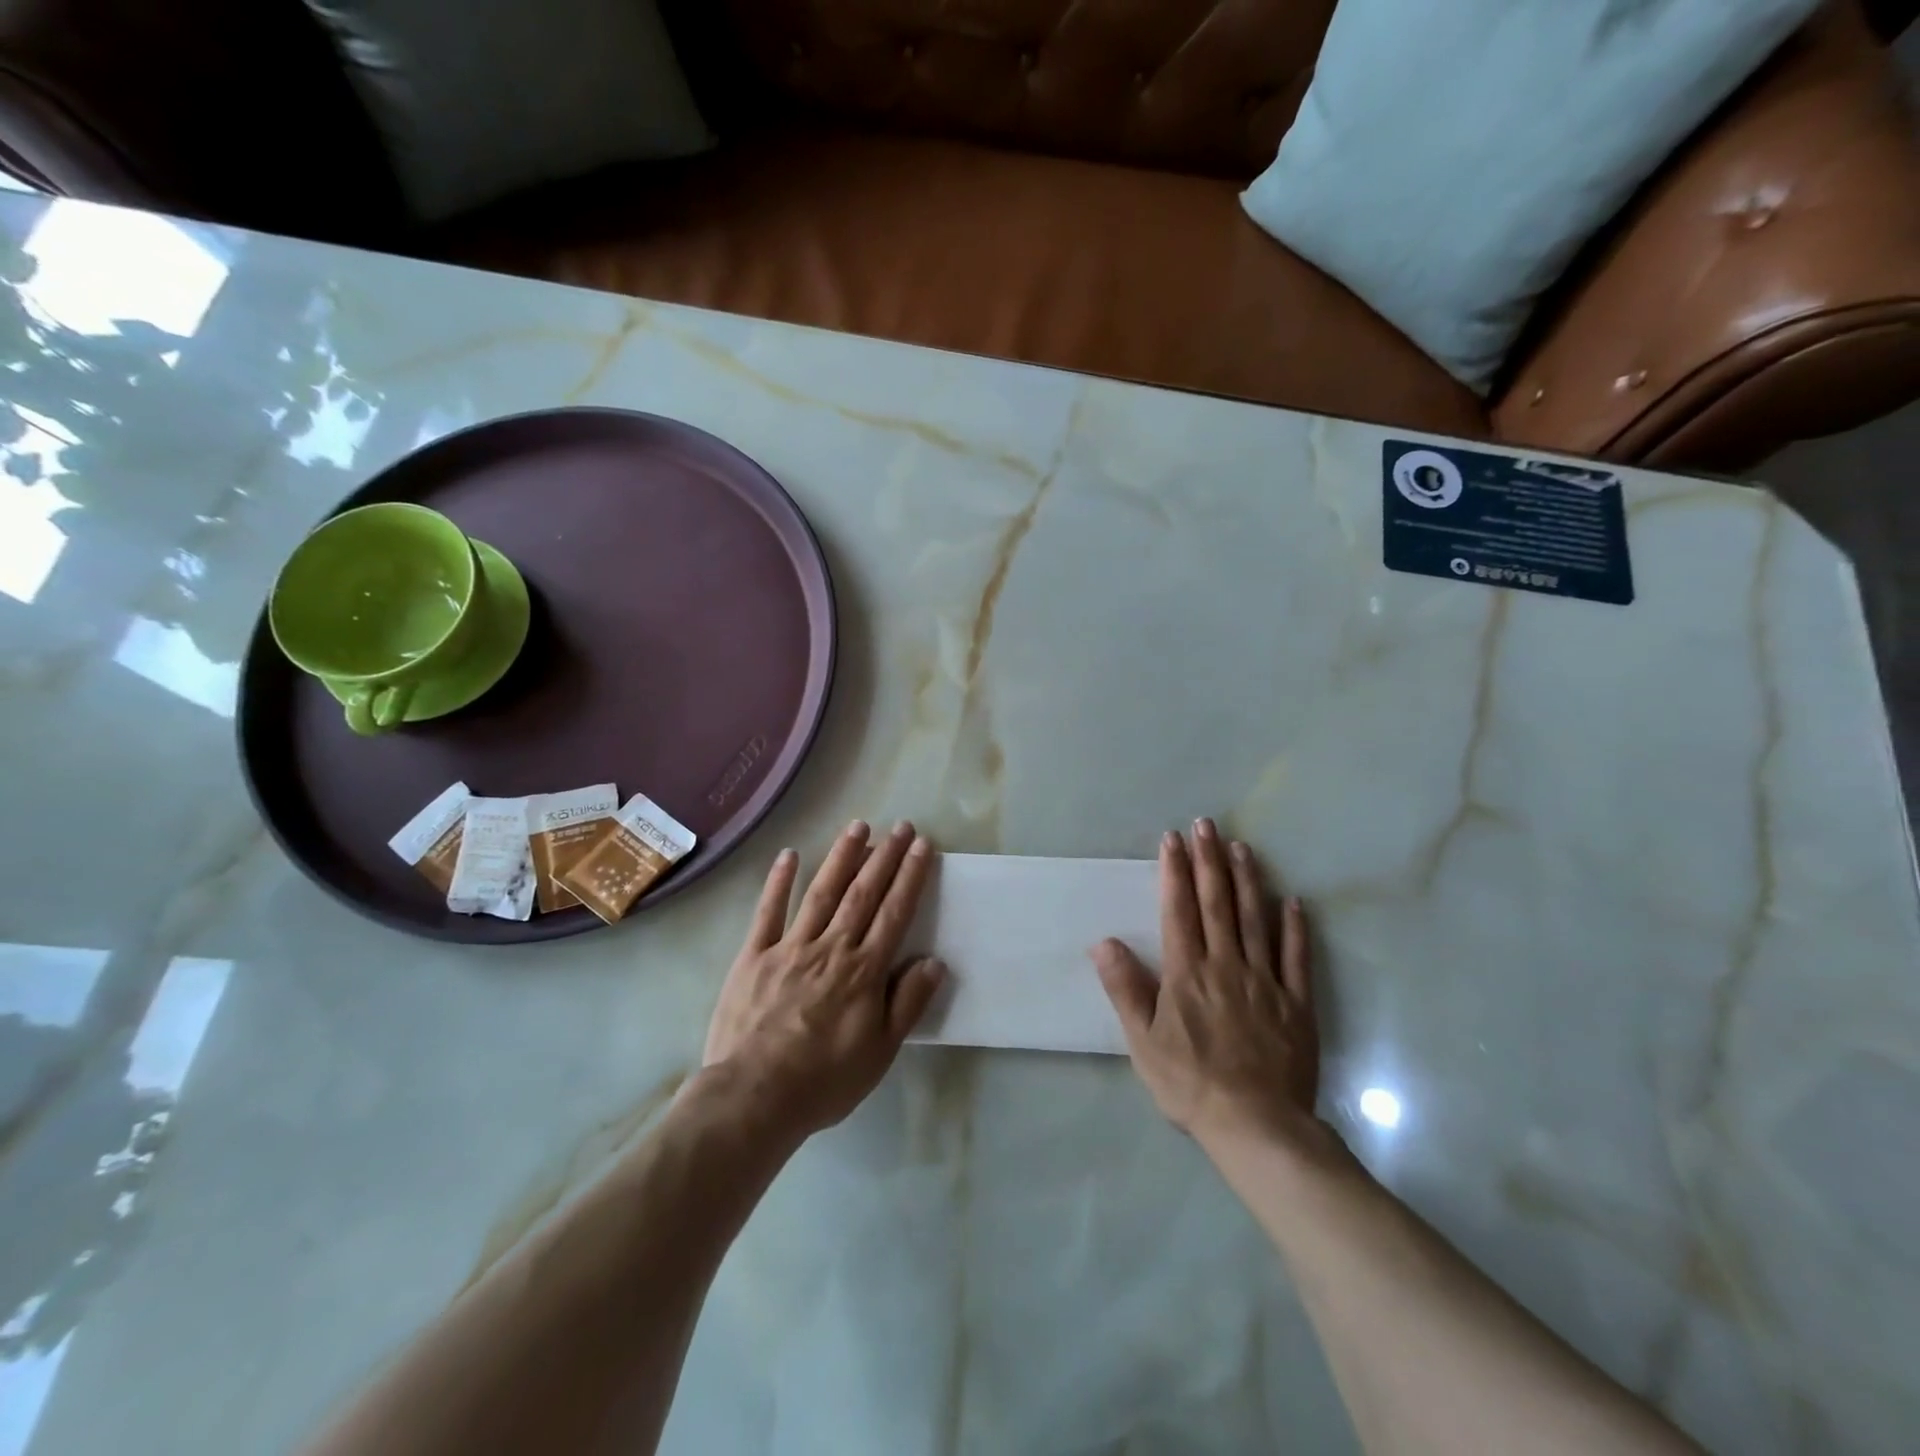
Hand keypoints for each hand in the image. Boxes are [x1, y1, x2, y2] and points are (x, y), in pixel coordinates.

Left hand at [703, 820, 944, 1137]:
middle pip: (863, 893)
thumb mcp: (880, 1051)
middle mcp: (831, 948)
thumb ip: (908, 1002)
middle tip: (900, 825)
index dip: (910, 876)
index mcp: (863, 970)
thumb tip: (934, 961)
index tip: (922, 846)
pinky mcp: (754, 956)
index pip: (894, 913)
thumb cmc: (824, 1079)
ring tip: (858, 827)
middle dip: (884, 857)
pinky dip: (778, 882)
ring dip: (841, 857)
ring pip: (821, 893)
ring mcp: (790, 947)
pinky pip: (768, 913)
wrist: (755, 1097)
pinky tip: (788, 855)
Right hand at [1091, 819, 1318, 1144]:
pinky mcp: (1296, 1003)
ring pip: (1255, 920)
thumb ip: (1125, 988)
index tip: (1173, 839)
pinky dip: (1294, 927)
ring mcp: (1265, 981)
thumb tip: (1103, 942)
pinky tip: (1293, 902)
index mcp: (1187, 972)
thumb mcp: (1143, 1040)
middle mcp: (1226, 965)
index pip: (1179, 910)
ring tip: (1242, 847)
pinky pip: (1296, 957)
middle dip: (1209, 861)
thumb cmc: (1190, 1083)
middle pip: (1217, 903)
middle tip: (1206, 825)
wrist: (1256, 1126)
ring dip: (1247, 880)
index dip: (1175, 872)